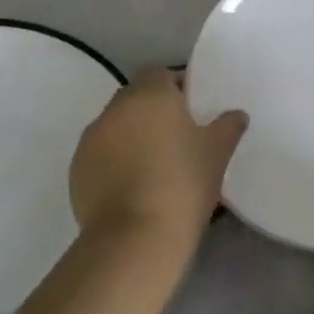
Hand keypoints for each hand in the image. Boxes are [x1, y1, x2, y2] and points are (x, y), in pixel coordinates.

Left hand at [68, 69, 247, 257]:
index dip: (179, 88)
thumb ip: (228, 126)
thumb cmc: (183, 183)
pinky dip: (115, 161)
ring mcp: (91, 139)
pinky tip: (134, 186)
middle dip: (155, 112)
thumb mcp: (217, 153)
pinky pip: (102, 154)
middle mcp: (116, 108)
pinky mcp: (77, 169)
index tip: (195, 110)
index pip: (163, 75)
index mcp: (151, 95)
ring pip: (117, 126)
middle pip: (137, 98)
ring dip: (133, 136)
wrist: (135, 238)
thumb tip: (236, 115)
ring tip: (155, 165)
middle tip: (178, 138)